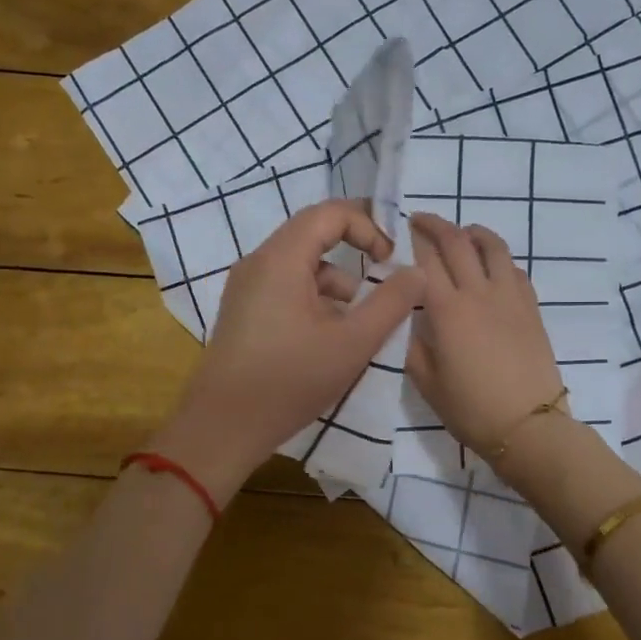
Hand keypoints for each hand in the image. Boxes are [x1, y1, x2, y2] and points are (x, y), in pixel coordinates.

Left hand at [153, 199, 425, 500]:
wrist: (224, 426)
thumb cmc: (290, 380)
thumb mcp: (353, 342)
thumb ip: (391, 302)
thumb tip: (416, 271)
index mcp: (281, 259)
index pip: (328, 213)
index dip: (367, 225)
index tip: (389, 259)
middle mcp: (258, 263)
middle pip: (312, 236)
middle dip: (353, 252)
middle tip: (383, 277)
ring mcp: (245, 288)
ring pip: (299, 265)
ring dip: (335, 282)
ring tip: (358, 321)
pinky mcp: (242, 312)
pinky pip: (284, 287)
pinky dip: (313, 299)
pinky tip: (328, 338)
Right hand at [403, 213, 563, 459]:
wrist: (528, 426)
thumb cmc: (471, 409)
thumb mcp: (426, 382)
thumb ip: (412, 344)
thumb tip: (411, 318)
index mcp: (447, 310)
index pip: (425, 260)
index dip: (411, 240)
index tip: (399, 230)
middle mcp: (479, 293)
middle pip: (457, 242)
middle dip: (436, 224)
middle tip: (421, 220)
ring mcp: (510, 297)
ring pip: (493, 247)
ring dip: (473, 233)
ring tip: (461, 234)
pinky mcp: (531, 307)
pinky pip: (514, 269)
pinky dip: (498, 258)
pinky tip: (491, 267)